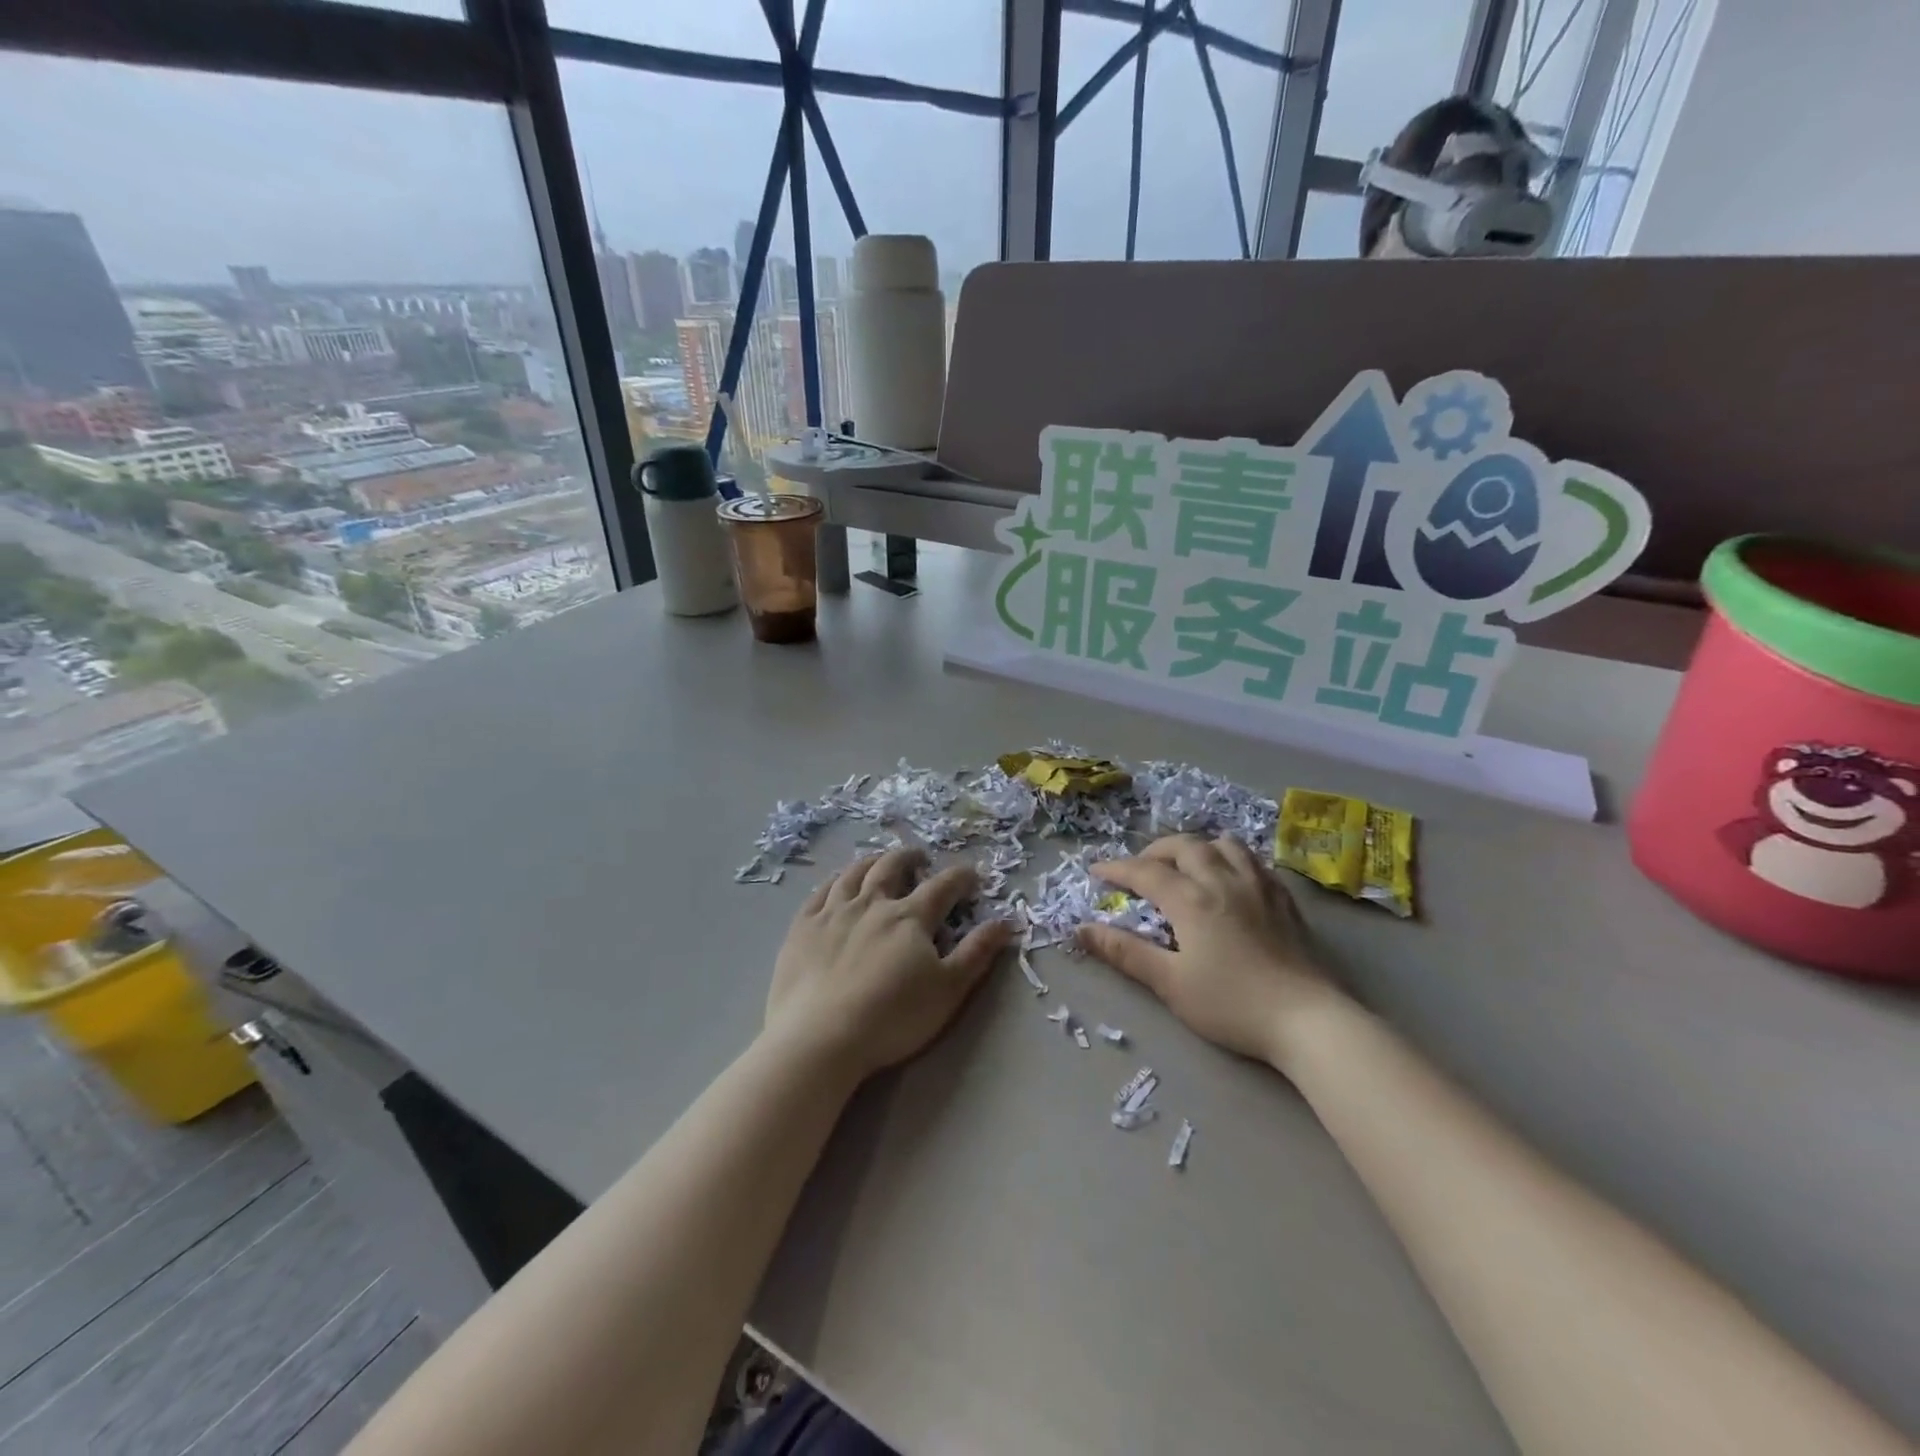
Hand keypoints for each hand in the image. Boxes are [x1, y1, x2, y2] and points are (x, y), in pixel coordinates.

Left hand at [767, 847, 1014, 1081]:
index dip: (961, 877)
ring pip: (854, 873)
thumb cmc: (892, 1018)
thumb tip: (1006, 921)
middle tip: (920, 859)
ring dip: (872, 862)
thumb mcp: (948, 990)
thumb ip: (977, 953)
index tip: (972, 875)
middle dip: (910, 858)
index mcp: (910, 917)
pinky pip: (819, 892)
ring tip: (879, 861)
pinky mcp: (802, 927)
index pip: (942, 886)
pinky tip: (836, 884)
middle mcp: (871, 904)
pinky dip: (834, 881)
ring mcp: (832, 912)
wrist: (820, 1038)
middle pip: (892, 867)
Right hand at [1078, 835, 1342, 1068]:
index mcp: (1190, 899)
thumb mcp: (1170, 983)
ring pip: (1223, 844)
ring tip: (1185, 865)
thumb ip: (1125, 952)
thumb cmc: (1231, 1004)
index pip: (1144, 871)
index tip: (1096, 872)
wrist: (1308, 1019)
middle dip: (1155, 851)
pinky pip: (1253, 860)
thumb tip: (1082, 930)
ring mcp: (1258, 885)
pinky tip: (1230, 878)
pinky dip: (1231, 858)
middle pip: (1184, 846)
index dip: (1117, 869)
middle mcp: (1222, 880)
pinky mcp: (1283, 899)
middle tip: (1140, 869)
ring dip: (1196, 847)